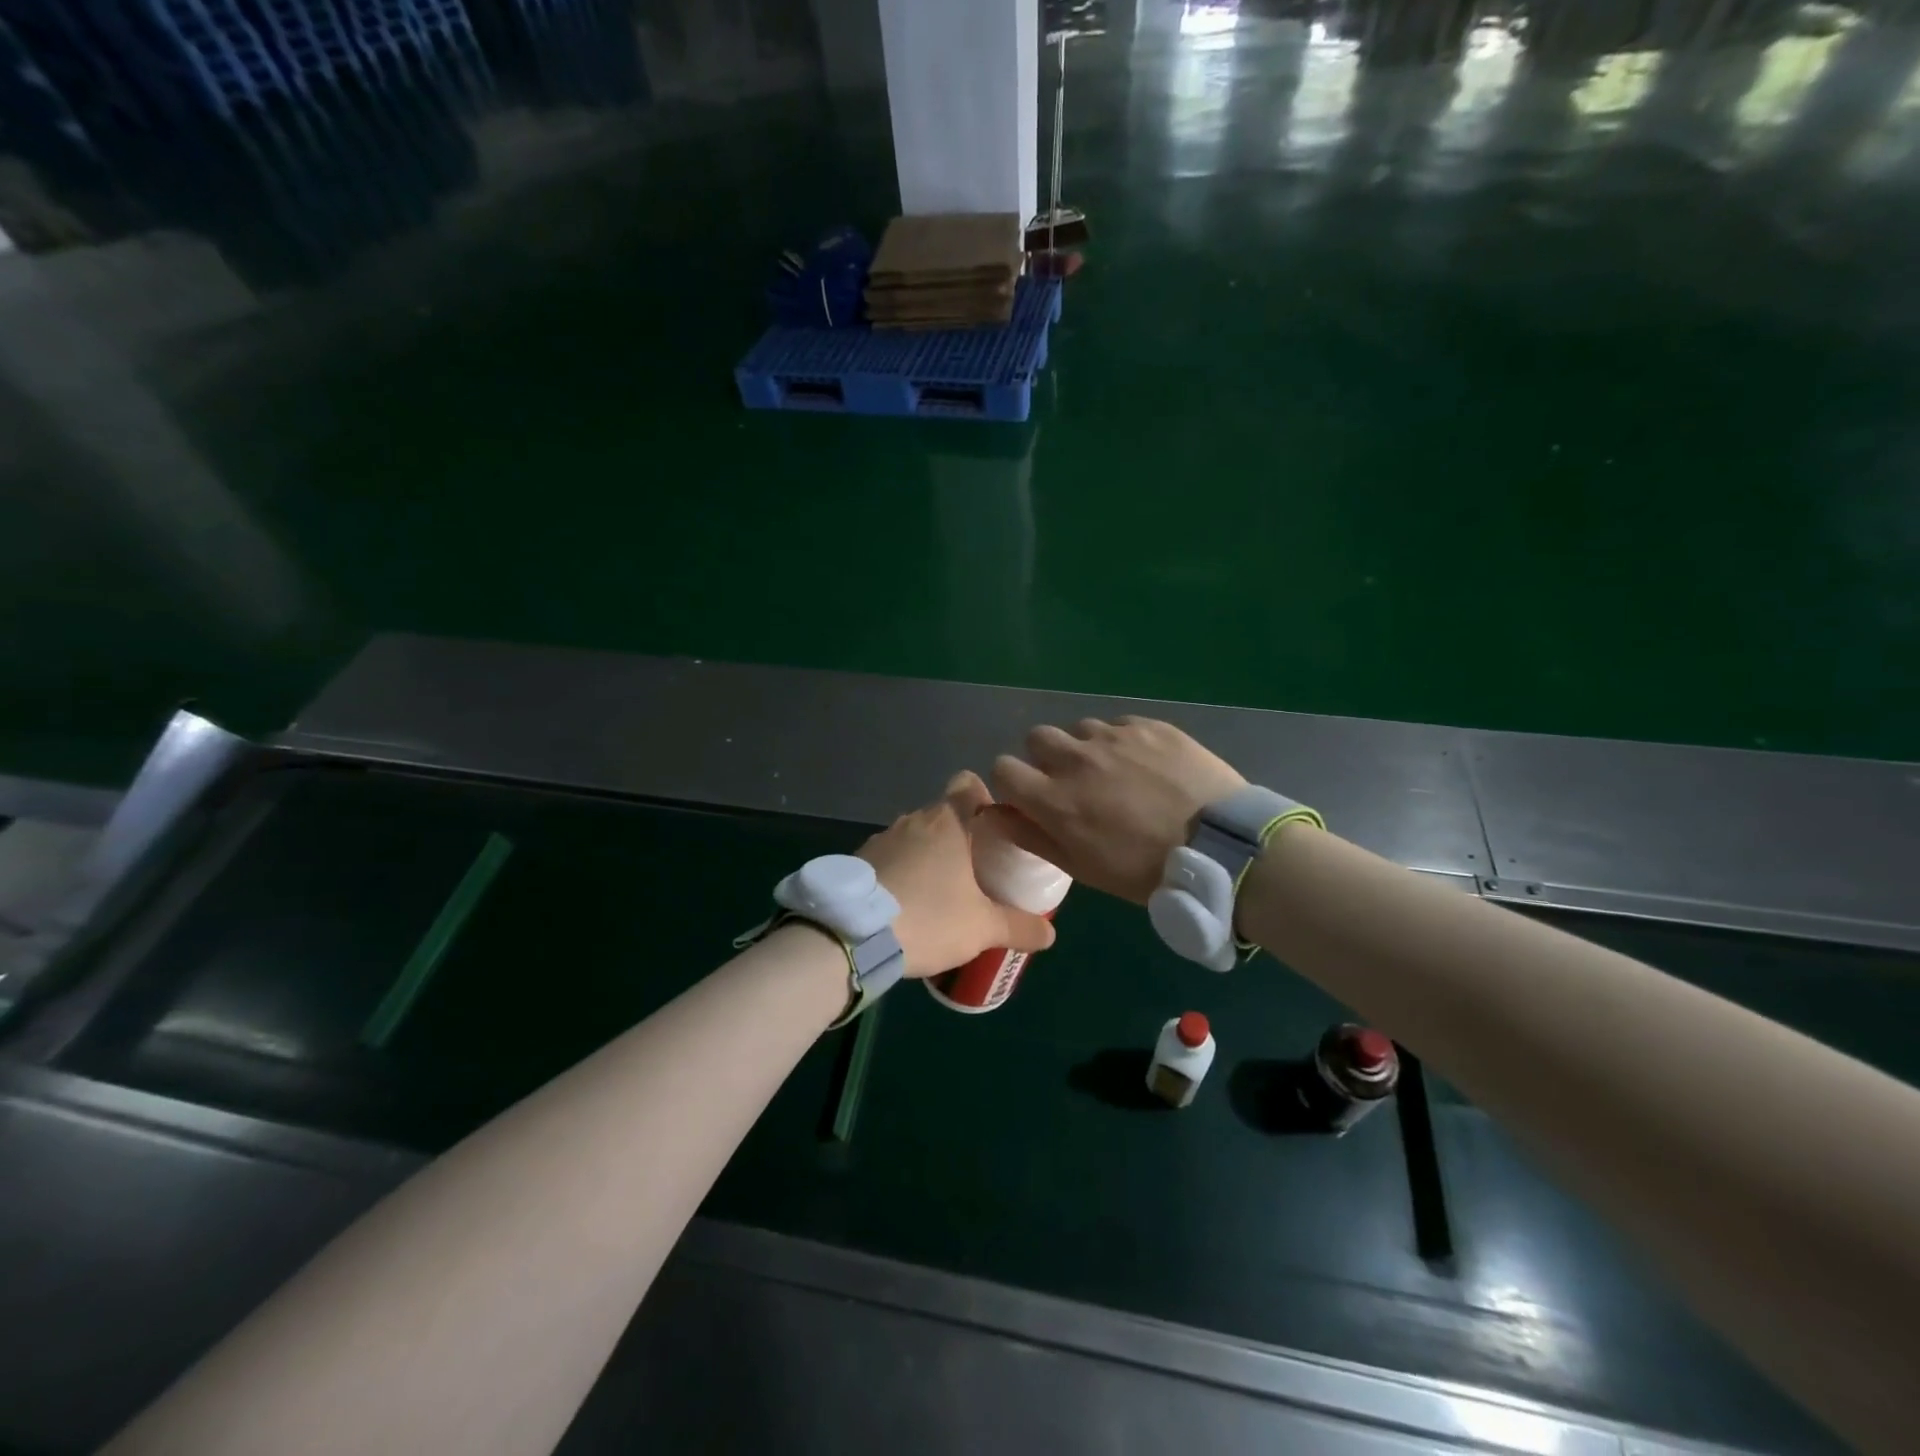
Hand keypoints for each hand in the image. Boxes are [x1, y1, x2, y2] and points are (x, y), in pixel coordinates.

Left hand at [858, 772, 1056, 978]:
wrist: (852, 935)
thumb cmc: (928, 918)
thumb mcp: (982, 928)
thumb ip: (1019, 926)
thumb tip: (1050, 933)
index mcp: (946, 823)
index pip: (968, 784)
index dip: (984, 798)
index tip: (994, 828)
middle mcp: (912, 820)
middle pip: (943, 814)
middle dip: (960, 837)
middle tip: (976, 870)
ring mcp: (881, 839)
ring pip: (914, 837)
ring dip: (928, 856)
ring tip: (940, 892)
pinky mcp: (858, 861)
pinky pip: (889, 857)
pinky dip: (900, 872)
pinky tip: (906, 904)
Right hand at [991, 717, 1246, 903]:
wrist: (1220, 847)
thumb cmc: (1145, 870)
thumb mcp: (1082, 867)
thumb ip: (1032, 836)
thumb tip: (994, 814)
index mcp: (1054, 799)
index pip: (1004, 768)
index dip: (1013, 783)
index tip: (1031, 796)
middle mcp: (1077, 759)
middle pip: (1037, 738)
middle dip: (1045, 757)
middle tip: (1072, 782)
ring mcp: (1114, 737)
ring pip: (1080, 729)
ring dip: (1085, 748)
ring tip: (1114, 772)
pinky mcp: (1149, 726)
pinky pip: (1119, 725)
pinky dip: (1121, 741)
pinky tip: (1145, 764)